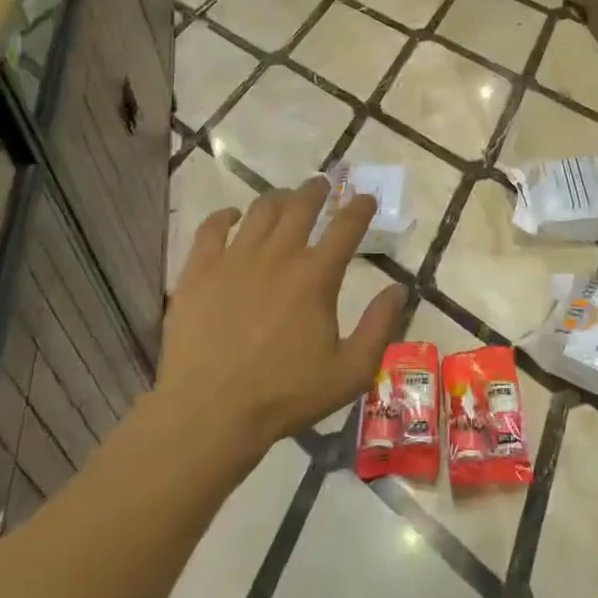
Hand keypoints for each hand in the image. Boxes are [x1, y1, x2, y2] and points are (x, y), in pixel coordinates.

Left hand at [153, 177, 405, 466]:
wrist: (210, 412)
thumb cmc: (285, 395)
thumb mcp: (350, 371)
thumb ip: (380, 327)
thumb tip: (399, 289)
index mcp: (316, 277)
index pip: (346, 227)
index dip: (359, 207)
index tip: (365, 198)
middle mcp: (278, 256)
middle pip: (300, 206)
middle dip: (316, 191)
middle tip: (322, 185)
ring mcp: (234, 259)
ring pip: (259, 211)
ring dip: (277, 198)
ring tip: (284, 198)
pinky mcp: (198, 271)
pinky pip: (211, 228)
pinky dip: (224, 216)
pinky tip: (231, 217)